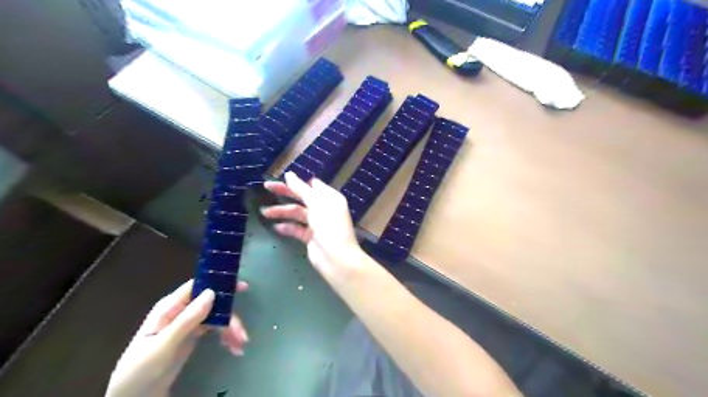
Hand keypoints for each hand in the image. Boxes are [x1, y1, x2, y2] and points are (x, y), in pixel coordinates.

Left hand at [104, 279, 247, 395]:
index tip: (242, 287)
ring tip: (240, 345)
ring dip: (230, 329)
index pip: (198, 287)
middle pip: (213, 304)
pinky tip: (233, 348)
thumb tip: (211, 292)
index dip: (220, 283)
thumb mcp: (163, 346)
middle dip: (229, 317)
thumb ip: (187, 320)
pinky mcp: (193, 336)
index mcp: (169, 308)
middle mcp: (181, 311)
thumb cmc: (139, 371)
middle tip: (242, 334)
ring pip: (217, 317)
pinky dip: (226, 337)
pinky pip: (215, 330)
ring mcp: (188, 324)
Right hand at [263, 171, 367, 284]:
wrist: (337, 259)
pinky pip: (296, 228)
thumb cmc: (329, 227)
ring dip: (282, 211)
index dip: (297, 182)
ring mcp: (317, 223)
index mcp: (330, 198)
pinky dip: (286, 227)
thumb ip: (301, 190)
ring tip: (265, 212)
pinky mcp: (310, 237)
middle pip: (302, 197)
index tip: (280, 179)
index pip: (312, 185)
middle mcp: (324, 208)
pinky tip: (275, 227)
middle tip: (266, 187)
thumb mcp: (316, 205)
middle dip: (285, 193)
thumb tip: (289, 174)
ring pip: (297, 213)